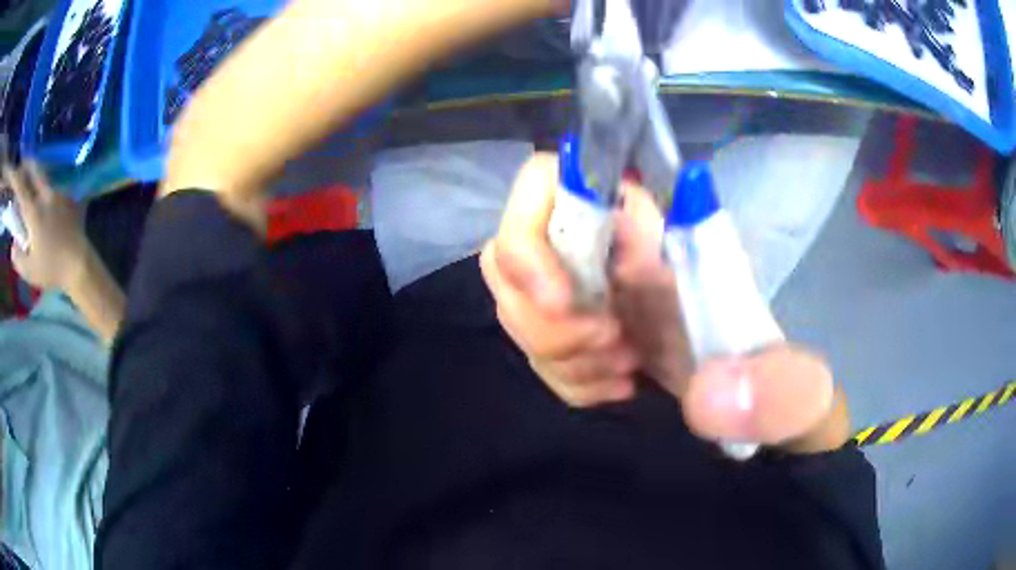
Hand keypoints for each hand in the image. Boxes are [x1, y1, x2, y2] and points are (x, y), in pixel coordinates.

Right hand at [6, 162, 91, 290]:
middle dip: (27, 164)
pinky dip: (44, 182)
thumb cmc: (51, 270)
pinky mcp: (67, 196)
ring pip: (44, 173)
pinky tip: (41, 192)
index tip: (14, 172)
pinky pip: (53, 183)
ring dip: (35, 171)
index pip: (22, 187)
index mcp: (34, 212)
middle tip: (22, 165)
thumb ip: (17, 257)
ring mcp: (58, 193)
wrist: (79, 264)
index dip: (16, 177)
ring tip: (29, 176)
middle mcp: (46, 195)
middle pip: (35, 169)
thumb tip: (13, 244)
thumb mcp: (29, 271)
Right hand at [485, 154, 848, 450]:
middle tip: (608, 346)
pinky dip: (565, 377)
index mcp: (663, 231)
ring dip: (555, 349)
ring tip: (622, 370)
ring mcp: (594, 292)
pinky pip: (535, 345)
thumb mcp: (800, 393)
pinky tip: (616, 384)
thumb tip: (715, 393)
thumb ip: (782, 389)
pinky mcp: (583, 333)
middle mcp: (616, 250)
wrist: (764, 418)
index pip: (559, 177)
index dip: (533, 226)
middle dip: (542, 312)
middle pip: (514, 247)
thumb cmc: (785, 392)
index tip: (566, 297)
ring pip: (517, 300)